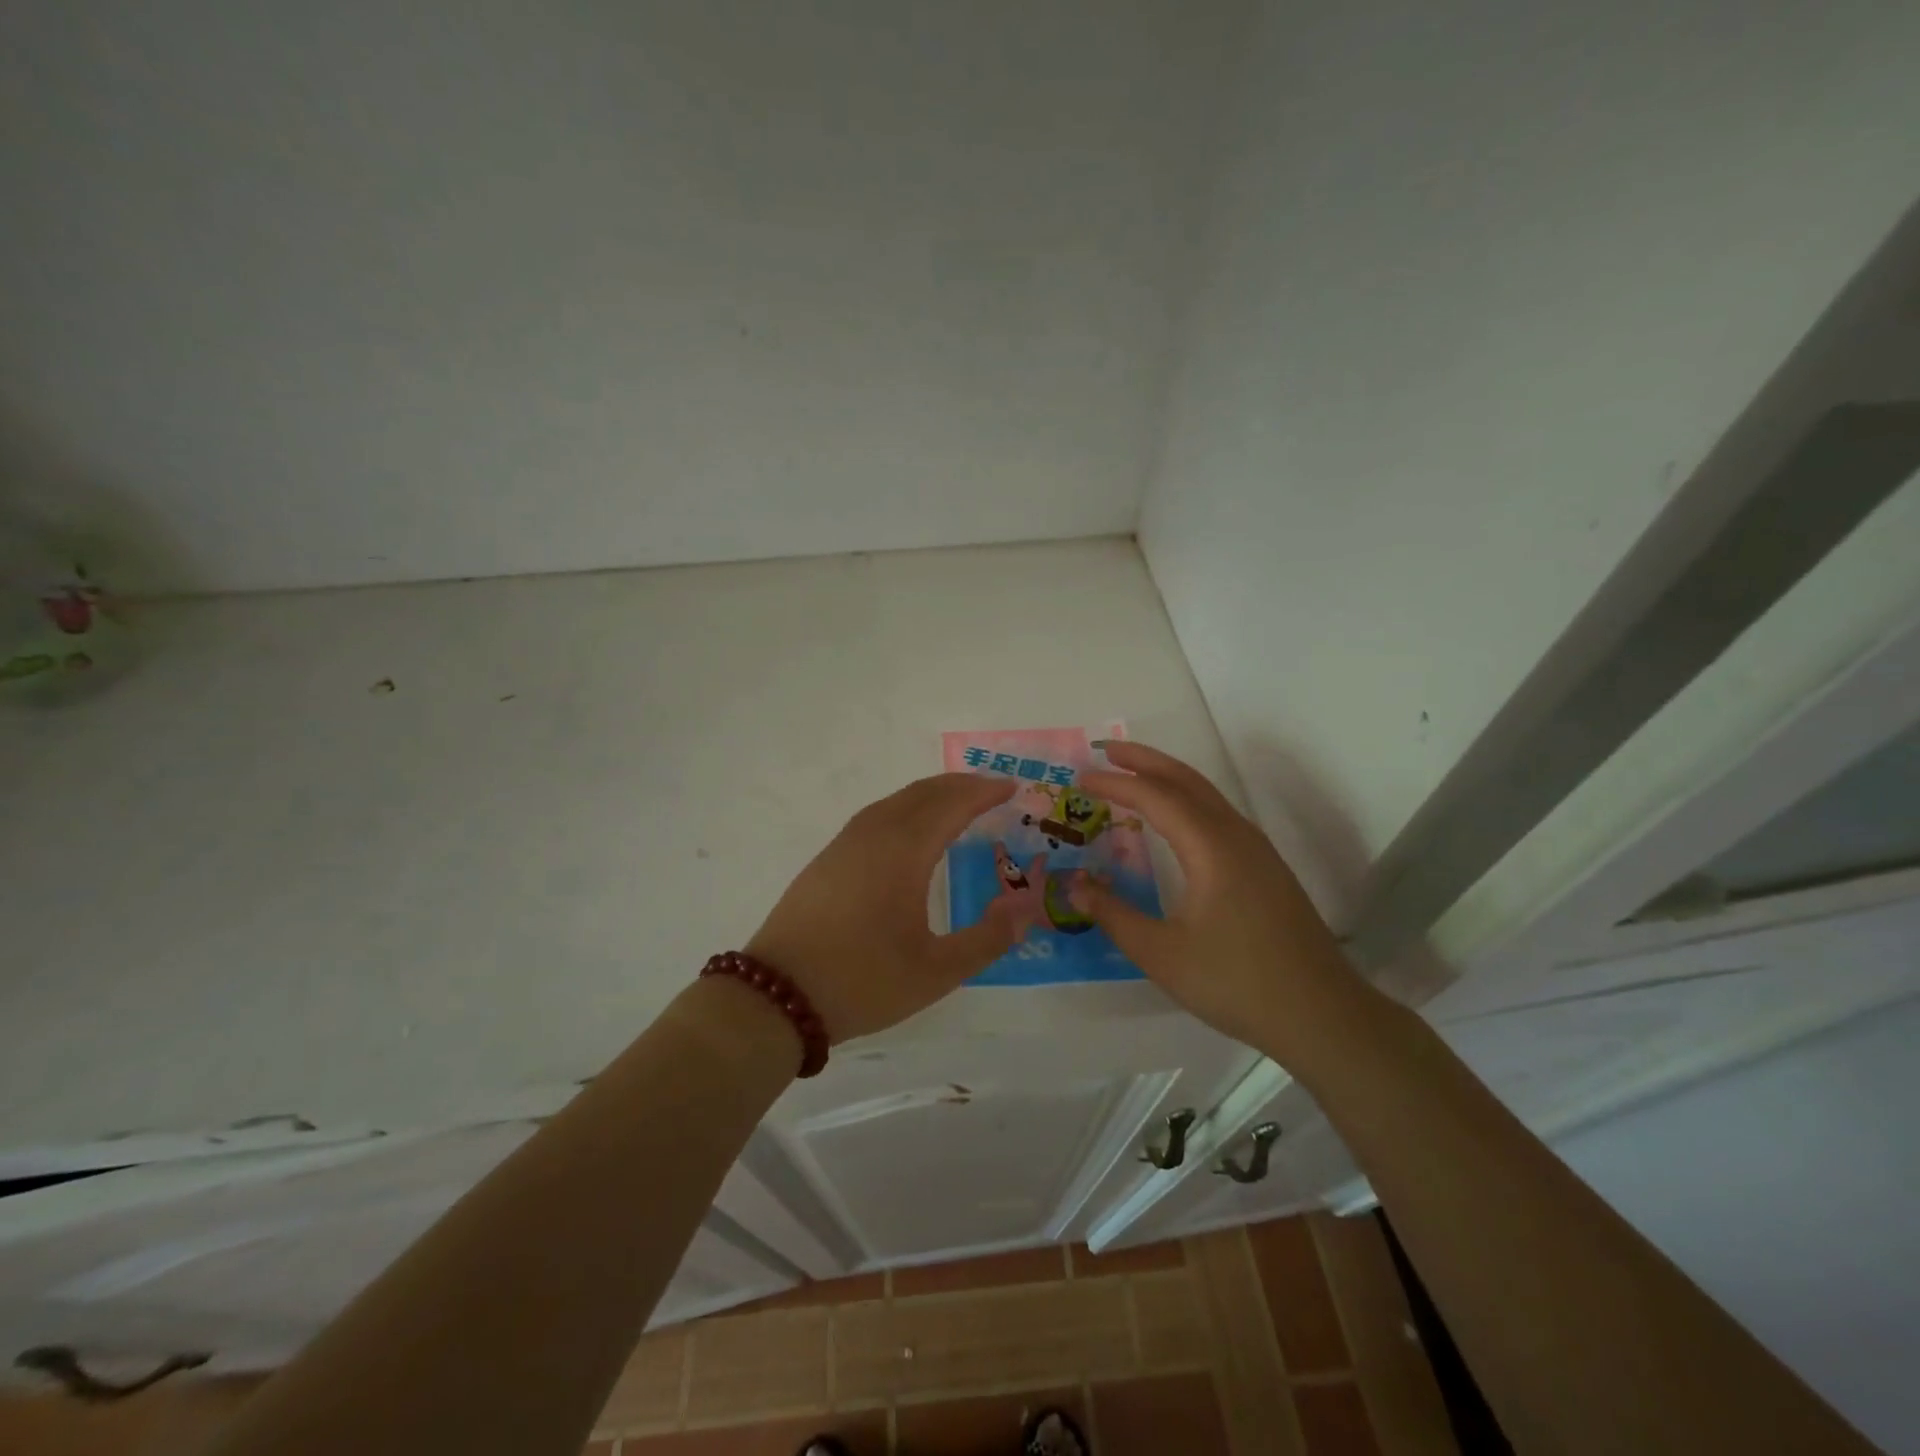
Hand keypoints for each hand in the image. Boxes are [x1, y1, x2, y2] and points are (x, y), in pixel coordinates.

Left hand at [745, 773, 1023, 1042]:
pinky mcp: (826, 859)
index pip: (952, 804)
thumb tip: (1023, 908)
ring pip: (896, 801)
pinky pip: (876, 815)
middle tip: (992, 791)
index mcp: (903, 852)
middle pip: (923, 793)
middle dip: (961, 786)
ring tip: (957, 804)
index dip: (984, 792)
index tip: (1013, 787)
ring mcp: (844, 844)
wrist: (775, 997)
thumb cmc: (862, 981)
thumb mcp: (936, 972)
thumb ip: (987, 939)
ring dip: (931, 794)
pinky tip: (909, 831)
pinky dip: (905, 808)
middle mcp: (874, 834)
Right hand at [1068, 741, 1361, 1059]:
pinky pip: (1219, 815)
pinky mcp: (1267, 868)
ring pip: (1207, 795)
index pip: (1155, 798)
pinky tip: (1175, 821)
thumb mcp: (1162, 954)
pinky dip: (1187, 801)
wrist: (1322, 1015)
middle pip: (1187, 780)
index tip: (1081, 779)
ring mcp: (1257, 850)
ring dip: (1168, 777)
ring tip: (1133, 775)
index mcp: (1211, 848)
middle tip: (1105, 750)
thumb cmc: (1237, 983)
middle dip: (1144, 760)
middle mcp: (1236, 836)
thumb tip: (1075, 886)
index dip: (1116, 784)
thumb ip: (1114, 915)